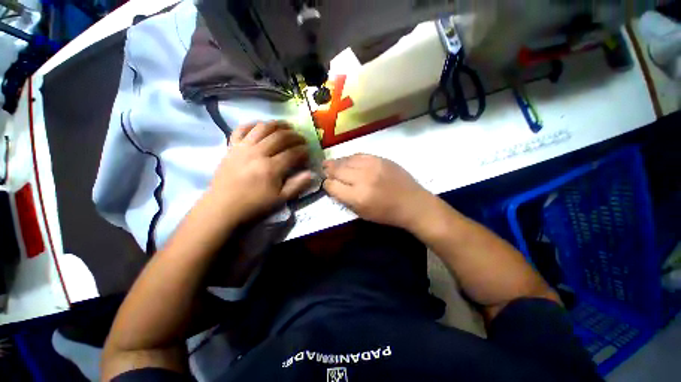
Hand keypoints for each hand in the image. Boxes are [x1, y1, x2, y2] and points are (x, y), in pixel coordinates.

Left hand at [207, 121, 311, 223]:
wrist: (223, 206)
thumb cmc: (254, 204)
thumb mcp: (280, 199)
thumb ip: (297, 185)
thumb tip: (311, 173)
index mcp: (271, 168)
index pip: (292, 153)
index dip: (303, 150)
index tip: (308, 151)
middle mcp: (258, 153)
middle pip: (280, 137)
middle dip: (295, 136)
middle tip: (302, 138)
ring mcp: (243, 147)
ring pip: (263, 128)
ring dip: (277, 124)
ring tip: (287, 126)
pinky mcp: (231, 147)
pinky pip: (241, 129)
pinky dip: (252, 124)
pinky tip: (261, 125)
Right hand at [323, 154, 432, 229]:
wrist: (412, 203)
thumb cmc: (386, 213)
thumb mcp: (362, 213)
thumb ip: (345, 199)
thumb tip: (333, 186)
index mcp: (357, 196)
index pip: (332, 185)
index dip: (327, 185)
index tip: (327, 184)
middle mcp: (362, 178)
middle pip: (337, 170)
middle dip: (328, 170)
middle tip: (324, 169)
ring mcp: (372, 166)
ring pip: (347, 160)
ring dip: (337, 162)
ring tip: (331, 163)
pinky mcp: (380, 158)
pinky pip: (359, 154)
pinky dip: (350, 158)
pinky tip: (348, 160)